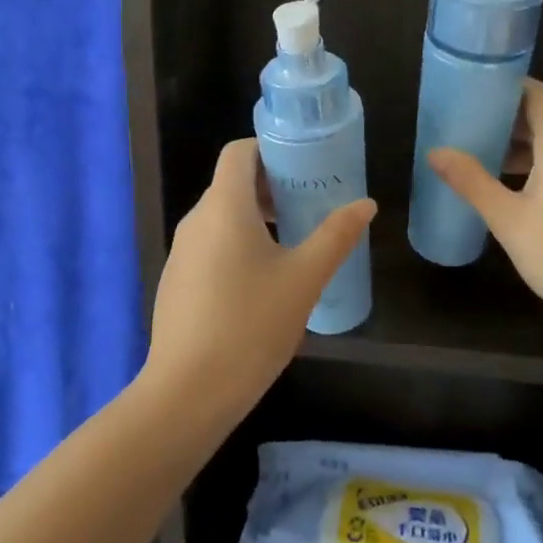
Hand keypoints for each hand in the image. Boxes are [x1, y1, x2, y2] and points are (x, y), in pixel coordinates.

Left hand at [144, 139, 375, 420]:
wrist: (188, 392)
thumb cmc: (251, 324)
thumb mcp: (305, 279)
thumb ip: (336, 236)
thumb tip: (366, 203)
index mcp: (224, 207)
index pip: (238, 152)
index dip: (269, 150)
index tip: (303, 166)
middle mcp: (195, 220)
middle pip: (231, 184)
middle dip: (270, 187)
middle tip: (308, 205)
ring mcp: (180, 253)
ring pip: (220, 217)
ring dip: (254, 218)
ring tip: (292, 243)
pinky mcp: (175, 282)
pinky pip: (209, 246)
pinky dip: (235, 245)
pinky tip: (261, 284)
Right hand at [429, 79, 542, 342]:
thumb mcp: (509, 221)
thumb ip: (472, 182)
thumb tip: (435, 151)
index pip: (540, 96)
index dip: (510, 85)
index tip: (475, 87)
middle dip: (504, 118)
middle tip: (463, 123)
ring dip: (516, 146)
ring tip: (476, 156)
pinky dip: (532, 168)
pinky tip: (506, 190)